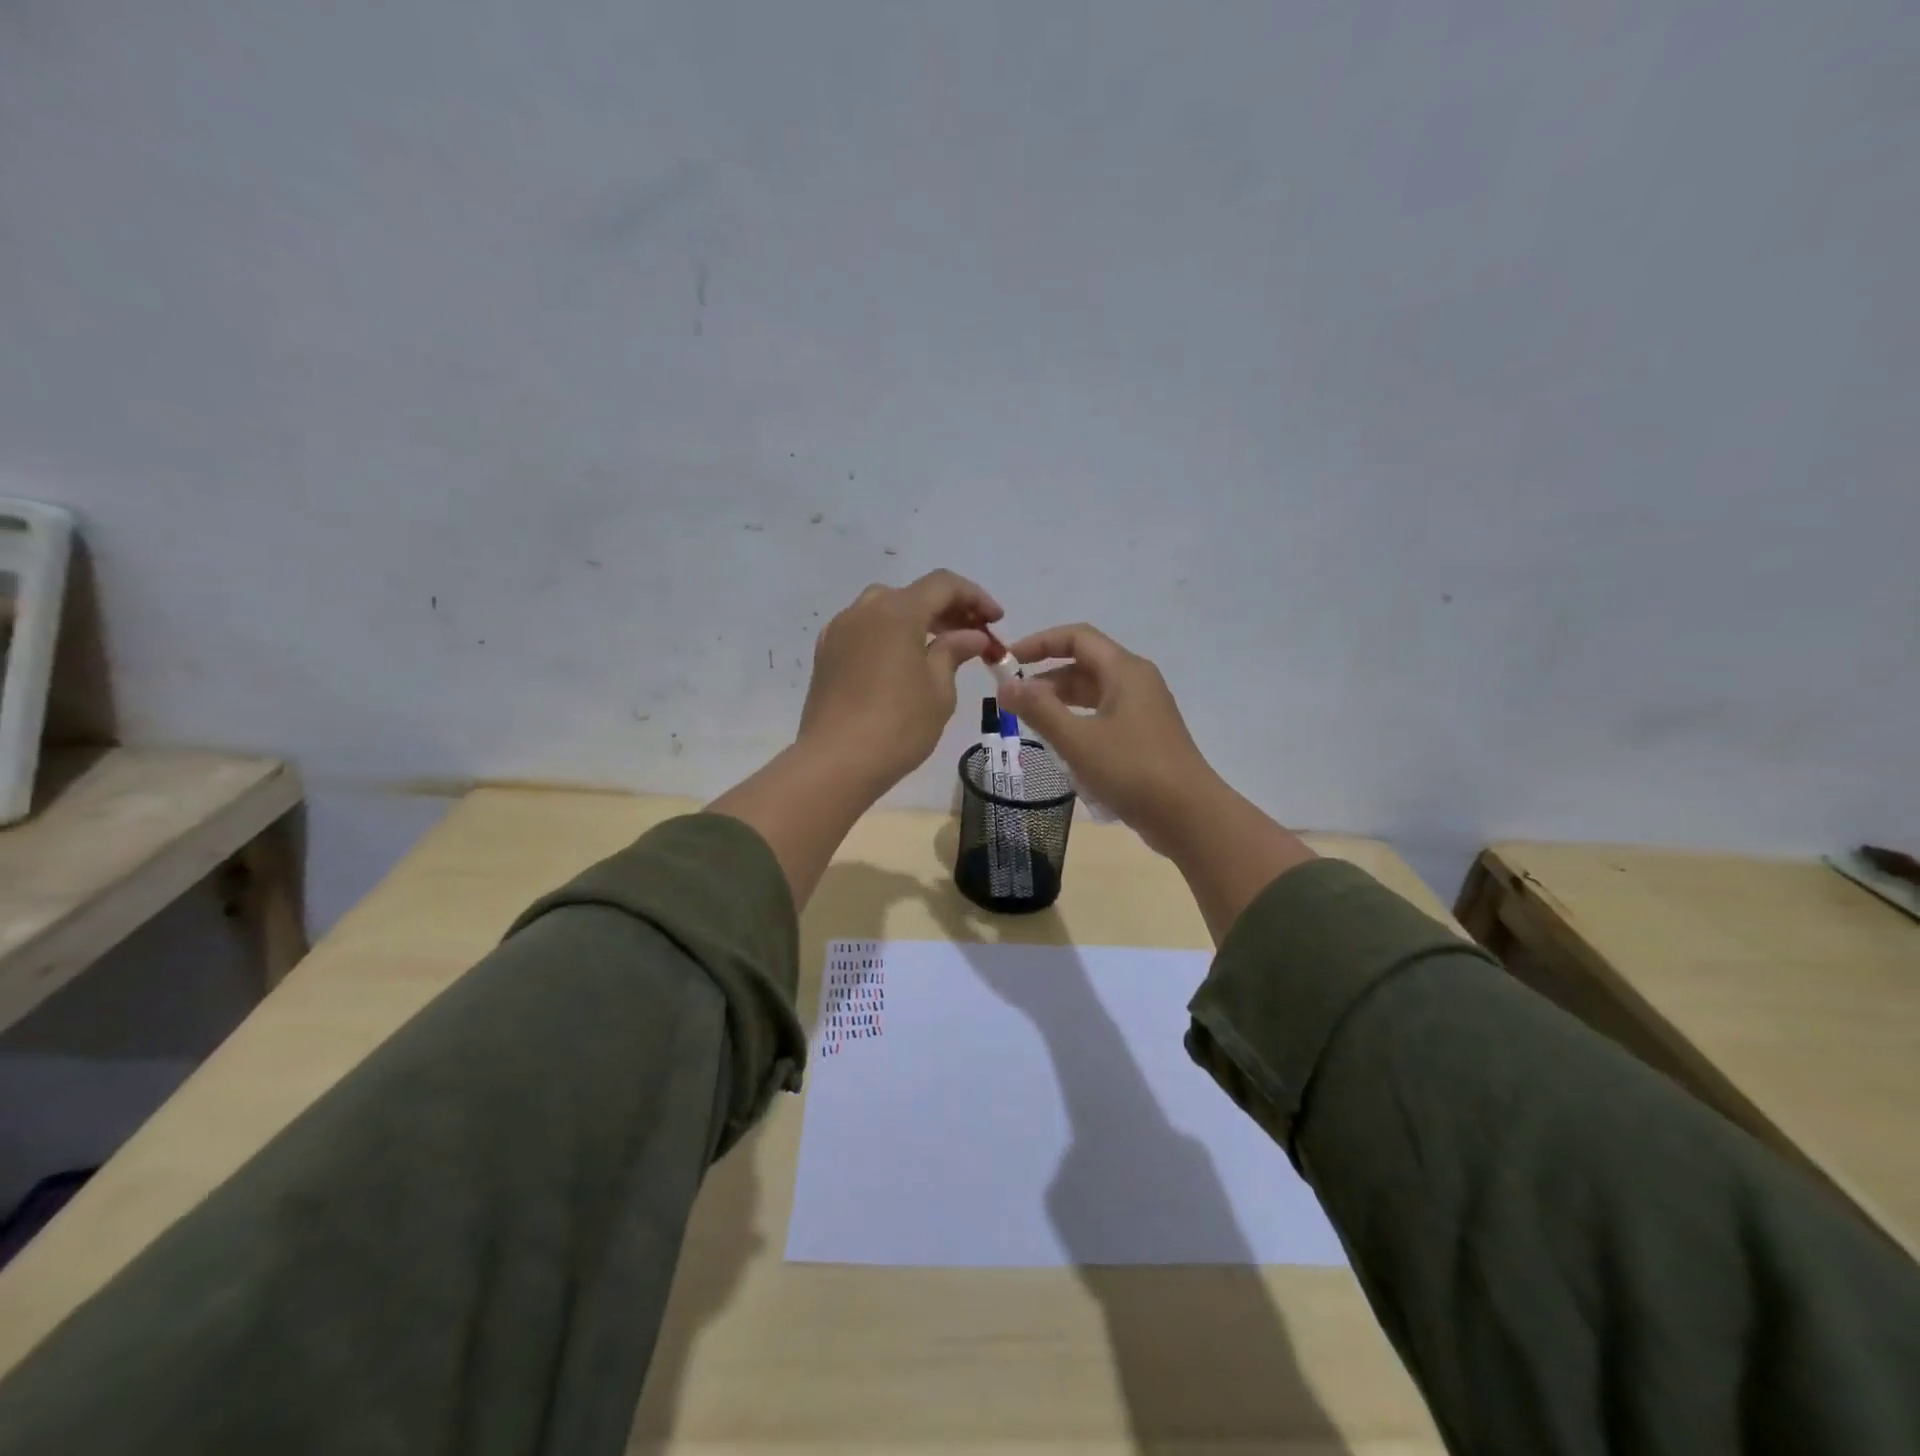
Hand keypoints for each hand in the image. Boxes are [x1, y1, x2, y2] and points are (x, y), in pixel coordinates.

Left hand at [799, 570, 1001, 795]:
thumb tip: (971, 636)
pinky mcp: (825, 656)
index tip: (996, 620)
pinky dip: (889, 636)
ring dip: (916, 621)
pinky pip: (863, 631)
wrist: (836, 762)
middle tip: (973, 636)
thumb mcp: (939, 689)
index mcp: (896, 611)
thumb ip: (954, 652)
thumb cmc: (898, 725)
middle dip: (947, 610)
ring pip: (884, 610)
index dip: (974, 597)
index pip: (942, 585)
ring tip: (939, 649)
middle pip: (912, 595)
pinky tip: (901, 663)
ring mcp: (838, 632)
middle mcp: (863, 611)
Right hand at [999, 624, 1314, 938]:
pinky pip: (1103, 718)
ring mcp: (1143, 711)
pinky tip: (1062, 749)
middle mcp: (1136, 682)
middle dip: (1046, 678)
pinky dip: (1078, 724)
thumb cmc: (1132, 770)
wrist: (1189, 816)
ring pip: (1093, 695)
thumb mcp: (1078, 740)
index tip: (1008, 660)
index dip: (1039, 643)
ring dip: (1060, 704)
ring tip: (1030, 725)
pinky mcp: (1144, 738)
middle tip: (1012, 701)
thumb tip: (1005, 684)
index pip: (1077, 637)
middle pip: (1084, 665)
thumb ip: (1039, 709)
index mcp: (1124, 670)